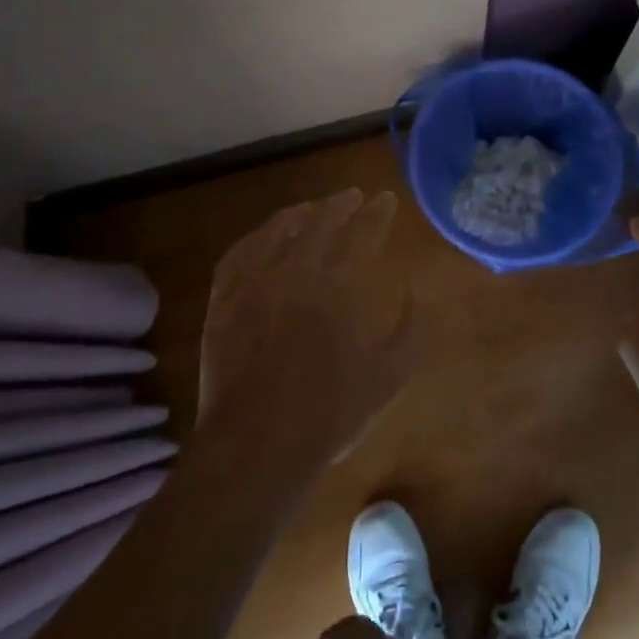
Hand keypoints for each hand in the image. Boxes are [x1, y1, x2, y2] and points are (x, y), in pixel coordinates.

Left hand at [197, 189, 414, 481]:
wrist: (258, 444)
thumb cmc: (331, 413)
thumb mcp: (389, 376)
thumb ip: (411, 329)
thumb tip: (415, 291)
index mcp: (341, 286)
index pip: (363, 232)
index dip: (377, 212)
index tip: (385, 198)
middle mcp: (297, 271)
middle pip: (321, 223)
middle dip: (341, 204)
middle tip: (353, 195)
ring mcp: (254, 283)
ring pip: (278, 231)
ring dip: (299, 213)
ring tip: (312, 207)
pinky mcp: (223, 301)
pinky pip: (238, 254)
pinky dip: (256, 237)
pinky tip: (263, 236)